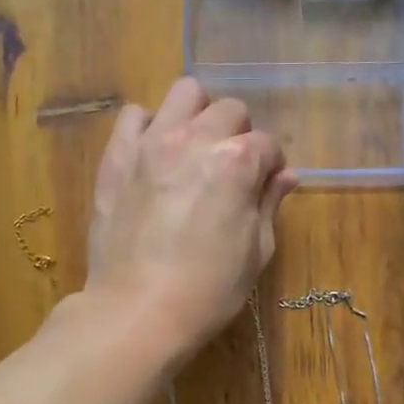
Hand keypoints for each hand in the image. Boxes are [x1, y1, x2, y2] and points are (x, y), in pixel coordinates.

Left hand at [84, 77, 295, 363]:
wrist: (137, 310)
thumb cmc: (208, 290)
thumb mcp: (255, 252)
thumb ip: (269, 204)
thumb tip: (286, 176)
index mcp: (237, 162)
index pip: (267, 144)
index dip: (270, 167)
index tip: (263, 188)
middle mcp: (196, 139)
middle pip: (229, 110)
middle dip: (238, 134)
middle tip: (230, 170)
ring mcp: (152, 143)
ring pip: (184, 93)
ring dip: (197, 115)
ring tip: (193, 149)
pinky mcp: (117, 156)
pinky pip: (134, 116)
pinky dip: (149, 126)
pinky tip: (154, 154)